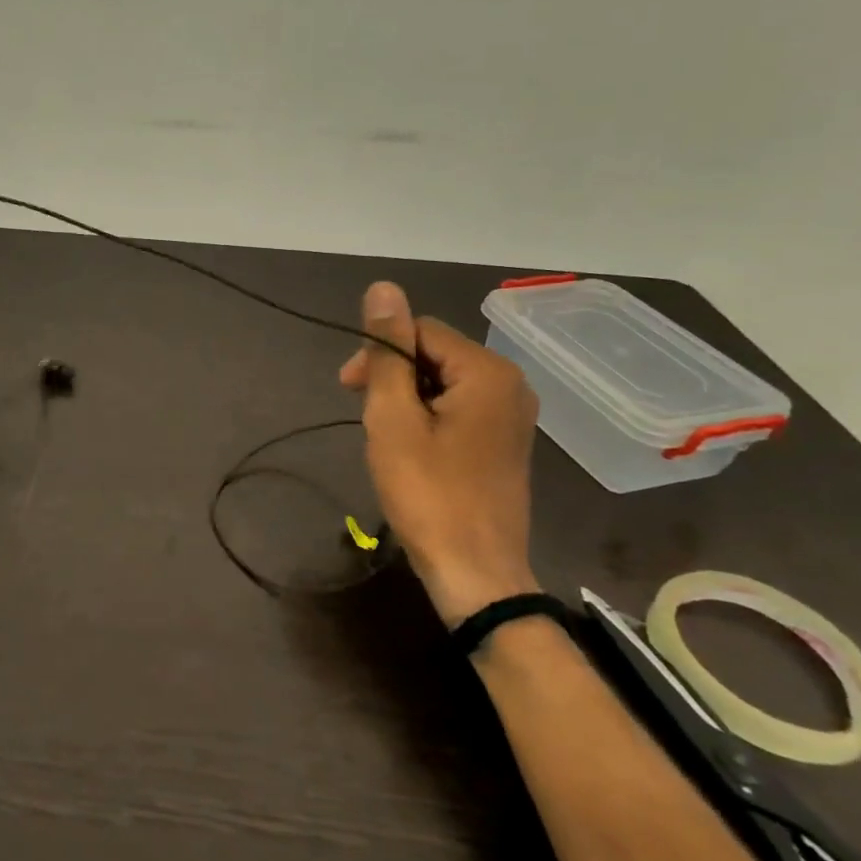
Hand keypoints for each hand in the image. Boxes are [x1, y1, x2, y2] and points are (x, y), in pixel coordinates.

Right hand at [339, 281, 540, 626]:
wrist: (476, 573)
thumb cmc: (429, 492)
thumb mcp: (394, 418)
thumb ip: (388, 352)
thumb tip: (383, 288)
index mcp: (488, 371)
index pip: (420, 330)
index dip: (379, 351)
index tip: (347, 387)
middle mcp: (510, 384)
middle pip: (435, 354)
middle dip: (392, 375)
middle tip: (361, 413)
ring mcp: (512, 416)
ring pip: (443, 383)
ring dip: (406, 399)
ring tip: (384, 435)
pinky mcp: (505, 443)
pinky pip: (458, 409)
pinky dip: (426, 418)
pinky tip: (410, 448)